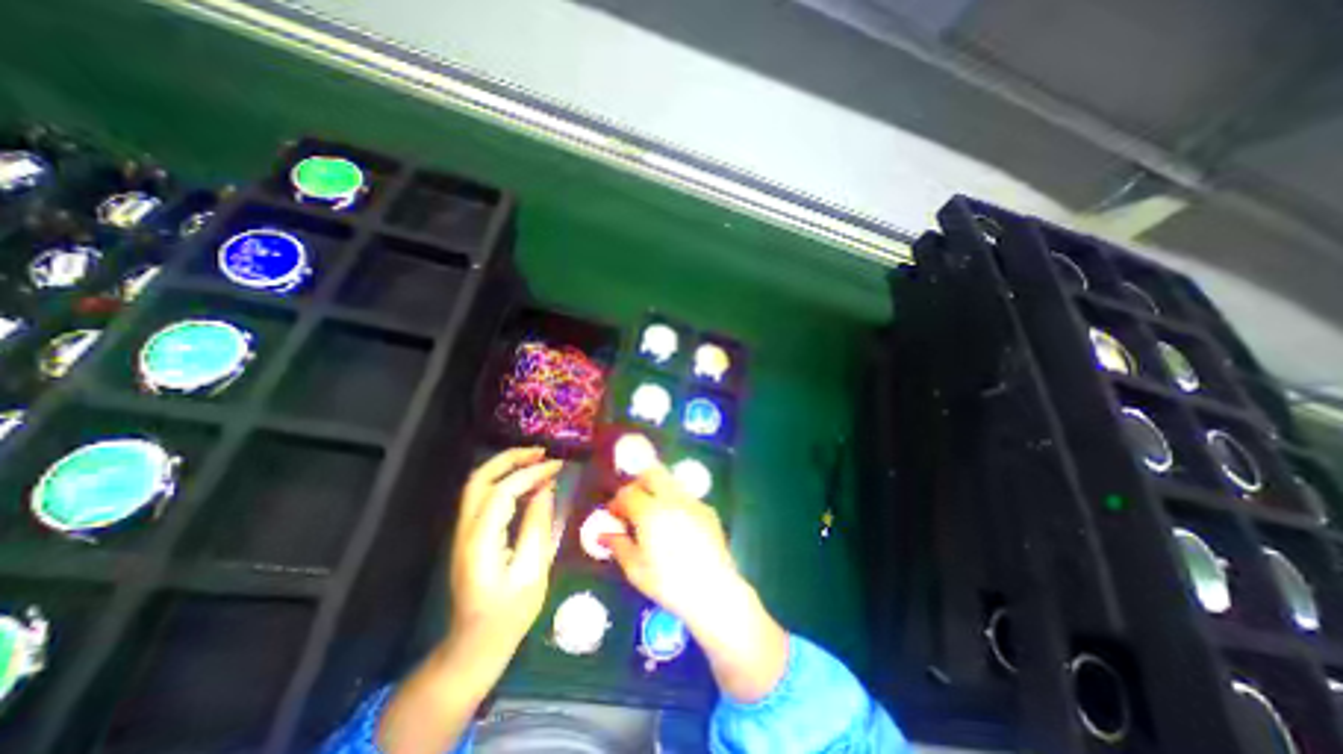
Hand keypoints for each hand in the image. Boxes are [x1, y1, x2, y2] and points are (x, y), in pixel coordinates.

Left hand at [446, 443, 562, 668]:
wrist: (474, 646)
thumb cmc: (509, 614)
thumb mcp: (532, 572)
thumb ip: (538, 526)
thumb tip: (546, 489)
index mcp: (481, 542)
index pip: (503, 492)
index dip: (531, 474)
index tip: (558, 467)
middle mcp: (466, 531)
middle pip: (479, 479)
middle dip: (510, 459)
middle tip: (542, 452)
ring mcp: (464, 532)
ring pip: (478, 485)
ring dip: (505, 466)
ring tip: (537, 460)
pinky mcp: (471, 535)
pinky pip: (484, 497)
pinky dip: (505, 480)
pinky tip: (527, 482)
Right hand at [606, 463, 788, 704]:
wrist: (713, 591)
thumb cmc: (669, 583)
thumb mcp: (636, 569)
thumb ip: (618, 545)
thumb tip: (602, 534)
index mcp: (650, 512)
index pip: (628, 493)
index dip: (617, 502)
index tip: (613, 514)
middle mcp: (672, 499)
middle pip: (652, 473)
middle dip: (638, 482)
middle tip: (632, 502)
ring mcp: (692, 502)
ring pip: (670, 481)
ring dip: (657, 489)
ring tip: (652, 512)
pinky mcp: (707, 510)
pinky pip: (686, 496)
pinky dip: (674, 501)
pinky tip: (674, 524)